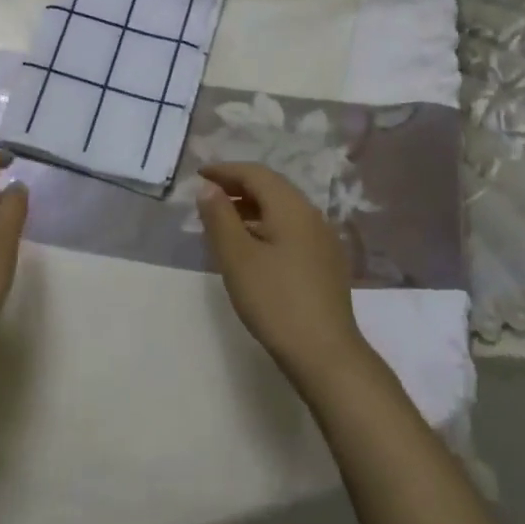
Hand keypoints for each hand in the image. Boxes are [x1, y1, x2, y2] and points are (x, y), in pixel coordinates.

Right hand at [195, 163, 366, 378]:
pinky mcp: (325, 264)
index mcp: (292, 209)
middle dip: (238, 187)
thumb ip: (220, 217)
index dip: (225, 170)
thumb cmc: (275, 300)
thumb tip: (209, 188)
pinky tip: (251, 248)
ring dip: (251, 208)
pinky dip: (266, 227)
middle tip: (208, 196)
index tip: (199, 174)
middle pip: (272, 189)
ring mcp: (323, 241)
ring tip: (222, 222)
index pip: (256, 174)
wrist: (324, 352)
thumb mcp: (237, 257)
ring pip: (282, 211)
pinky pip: (291, 230)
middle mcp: (312, 217)